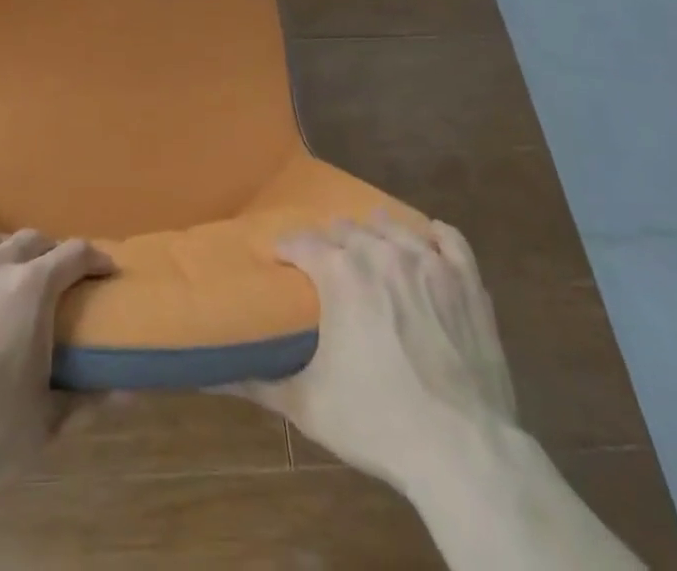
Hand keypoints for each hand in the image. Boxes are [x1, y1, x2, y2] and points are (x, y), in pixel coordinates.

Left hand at [0, 229, 115, 494]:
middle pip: (31, 240)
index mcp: (31, 289)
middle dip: (50, 253)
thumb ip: (88, 400)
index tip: (104, 270)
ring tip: (7, 277)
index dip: (95, 258)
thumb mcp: (45, 423)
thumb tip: (128, 391)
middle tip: (56, 278)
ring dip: (6, 254)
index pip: (74, 254)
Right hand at [231, 214, 515, 492]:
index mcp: (338, 272)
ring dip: (374, 233)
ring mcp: (428, 261)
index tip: (280, 260)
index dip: (286, 249)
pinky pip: (448, 238)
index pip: (301, 242)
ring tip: (368, 247)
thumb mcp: (308, 405)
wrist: (465, 450)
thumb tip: (211, 376)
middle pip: (345, 229)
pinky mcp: (466, 280)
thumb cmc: (379, 423)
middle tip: (324, 264)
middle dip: (328, 242)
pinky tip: (425, 242)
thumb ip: (258, 384)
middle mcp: (380, 252)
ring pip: (392, 226)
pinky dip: (432, 235)